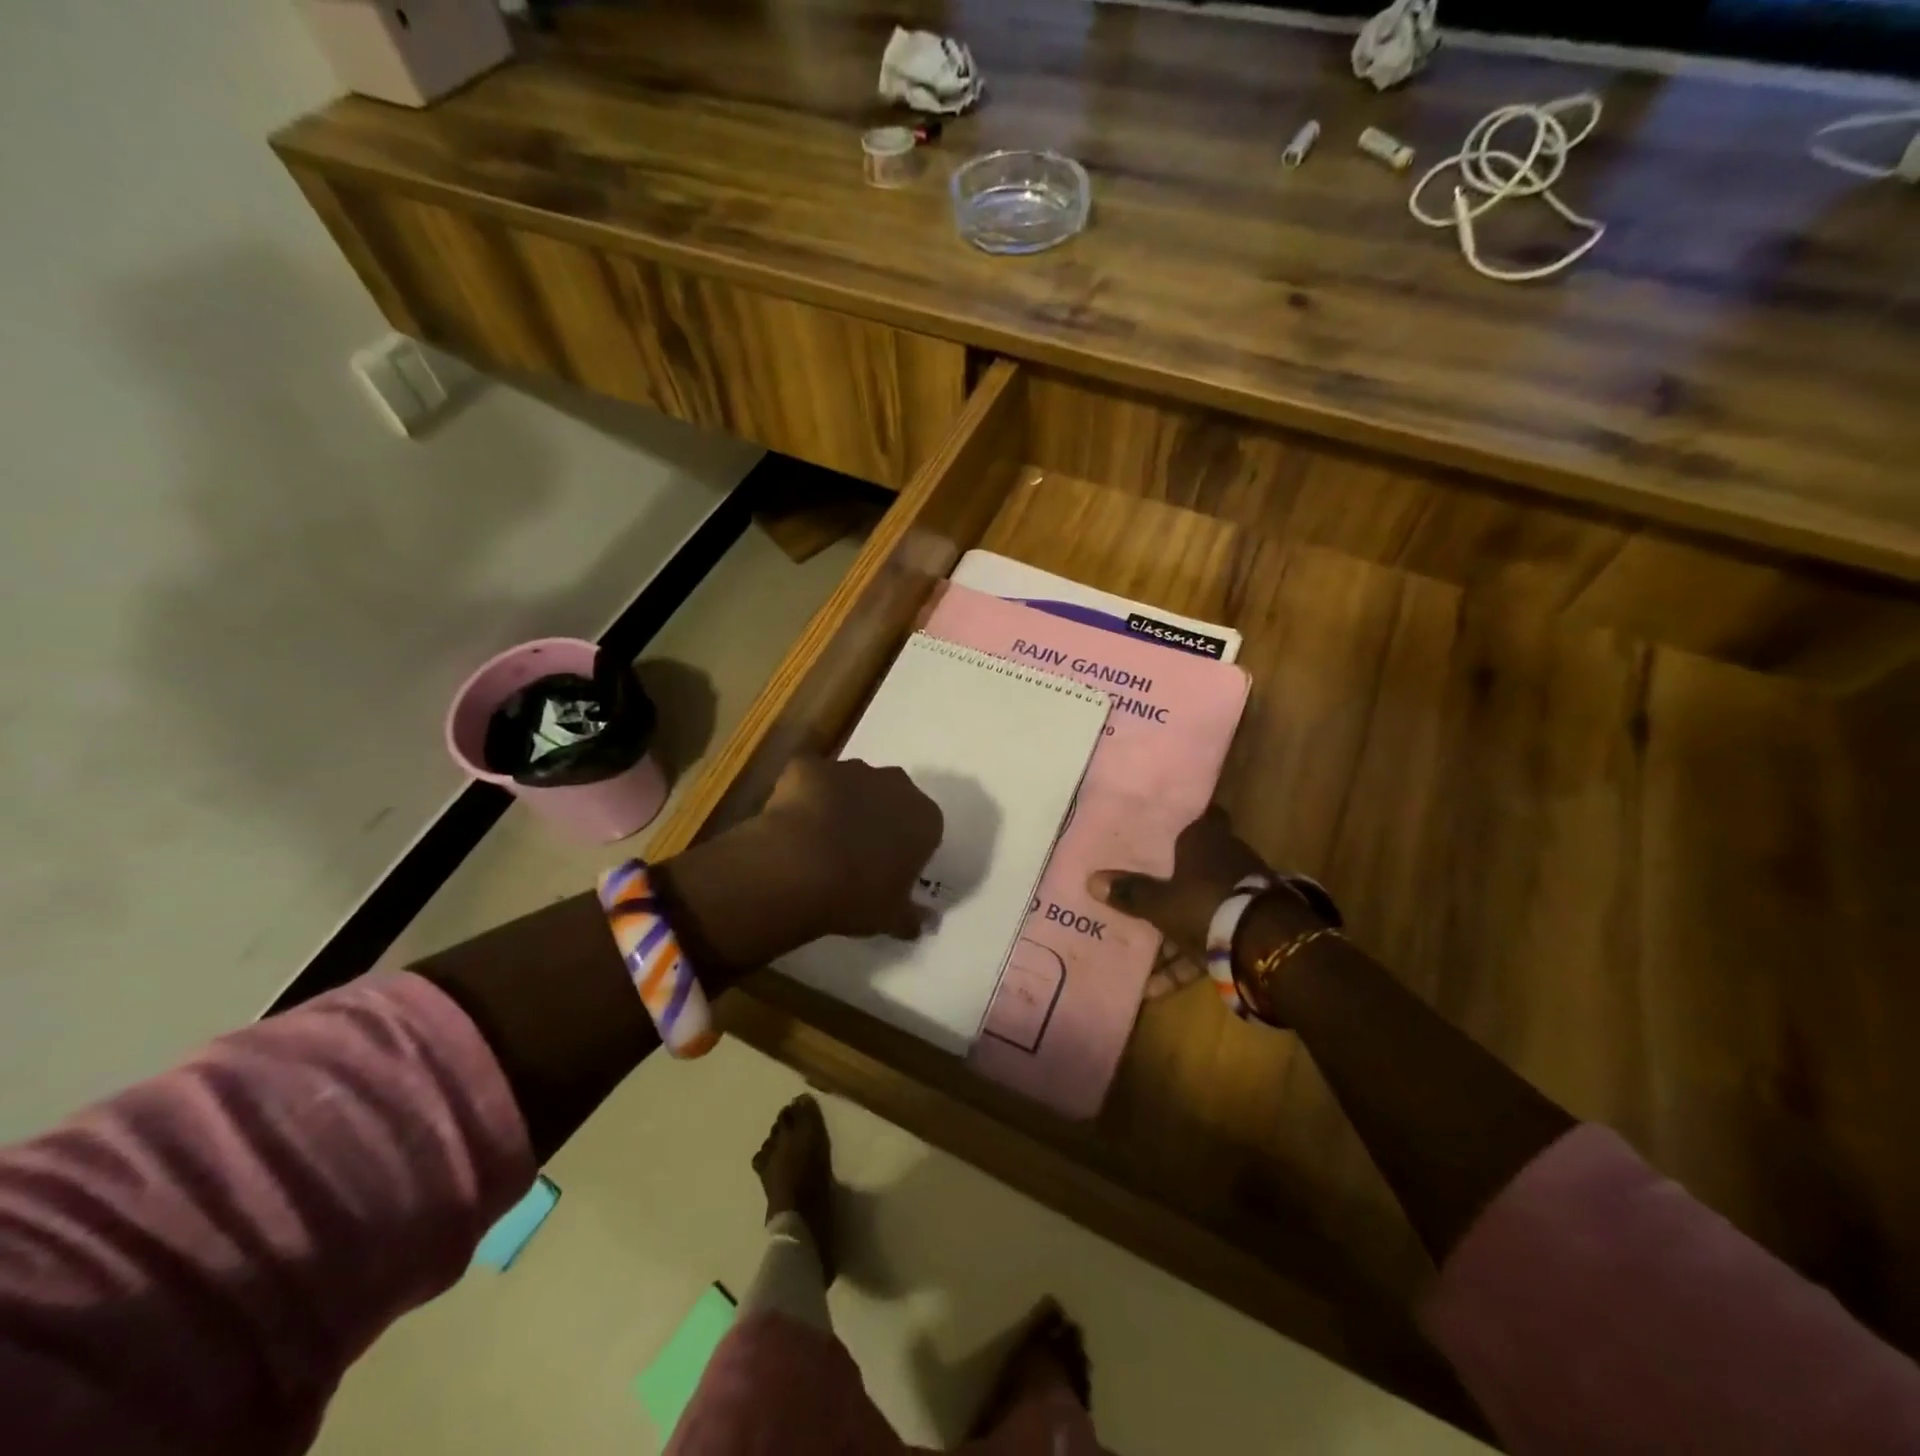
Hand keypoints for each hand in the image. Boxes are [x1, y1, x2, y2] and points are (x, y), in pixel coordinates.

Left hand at [756, 757, 943, 940]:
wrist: (799, 867)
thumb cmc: (857, 895)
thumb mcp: (891, 916)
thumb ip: (912, 917)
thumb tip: (927, 923)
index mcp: (924, 818)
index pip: (924, 828)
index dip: (905, 847)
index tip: (888, 869)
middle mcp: (894, 784)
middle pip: (891, 796)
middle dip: (877, 816)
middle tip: (855, 851)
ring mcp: (850, 769)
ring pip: (851, 783)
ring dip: (841, 803)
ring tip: (818, 839)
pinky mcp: (810, 766)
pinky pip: (810, 779)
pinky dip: (803, 794)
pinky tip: (790, 823)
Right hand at [1087, 806, 1272, 998]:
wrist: (1269, 947)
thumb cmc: (1206, 906)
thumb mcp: (1161, 903)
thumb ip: (1130, 893)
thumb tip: (1091, 879)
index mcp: (1205, 839)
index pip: (1197, 817)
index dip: (1177, 823)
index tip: (1154, 831)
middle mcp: (1226, 858)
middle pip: (1192, 865)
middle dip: (1167, 881)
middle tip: (1135, 888)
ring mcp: (1240, 893)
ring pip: (1199, 905)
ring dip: (1173, 930)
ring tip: (1138, 955)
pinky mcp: (1248, 927)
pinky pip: (1211, 939)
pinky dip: (1187, 961)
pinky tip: (1155, 989)